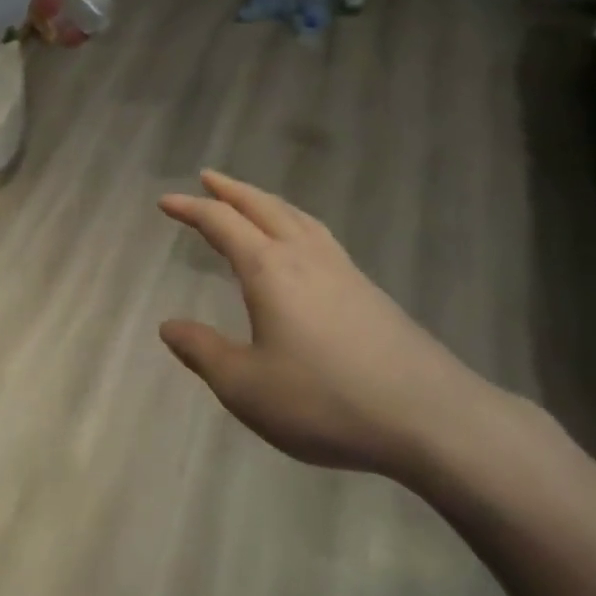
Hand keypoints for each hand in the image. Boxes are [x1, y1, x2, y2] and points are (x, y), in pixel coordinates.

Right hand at [158, 170, 500, 479]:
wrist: (431, 418)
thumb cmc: (325, 401)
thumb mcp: (246, 387)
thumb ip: (203, 352)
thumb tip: (168, 327)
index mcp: (270, 270)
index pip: (222, 224)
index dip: (191, 209)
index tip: (165, 201)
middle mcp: (305, 257)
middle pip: (263, 207)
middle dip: (231, 190)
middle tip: (208, 177)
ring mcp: (343, 270)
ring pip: (297, 217)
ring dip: (267, 202)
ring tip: (251, 201)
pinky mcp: (369, 290)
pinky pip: (320, 236)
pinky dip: (296, 222)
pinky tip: (302, 244)